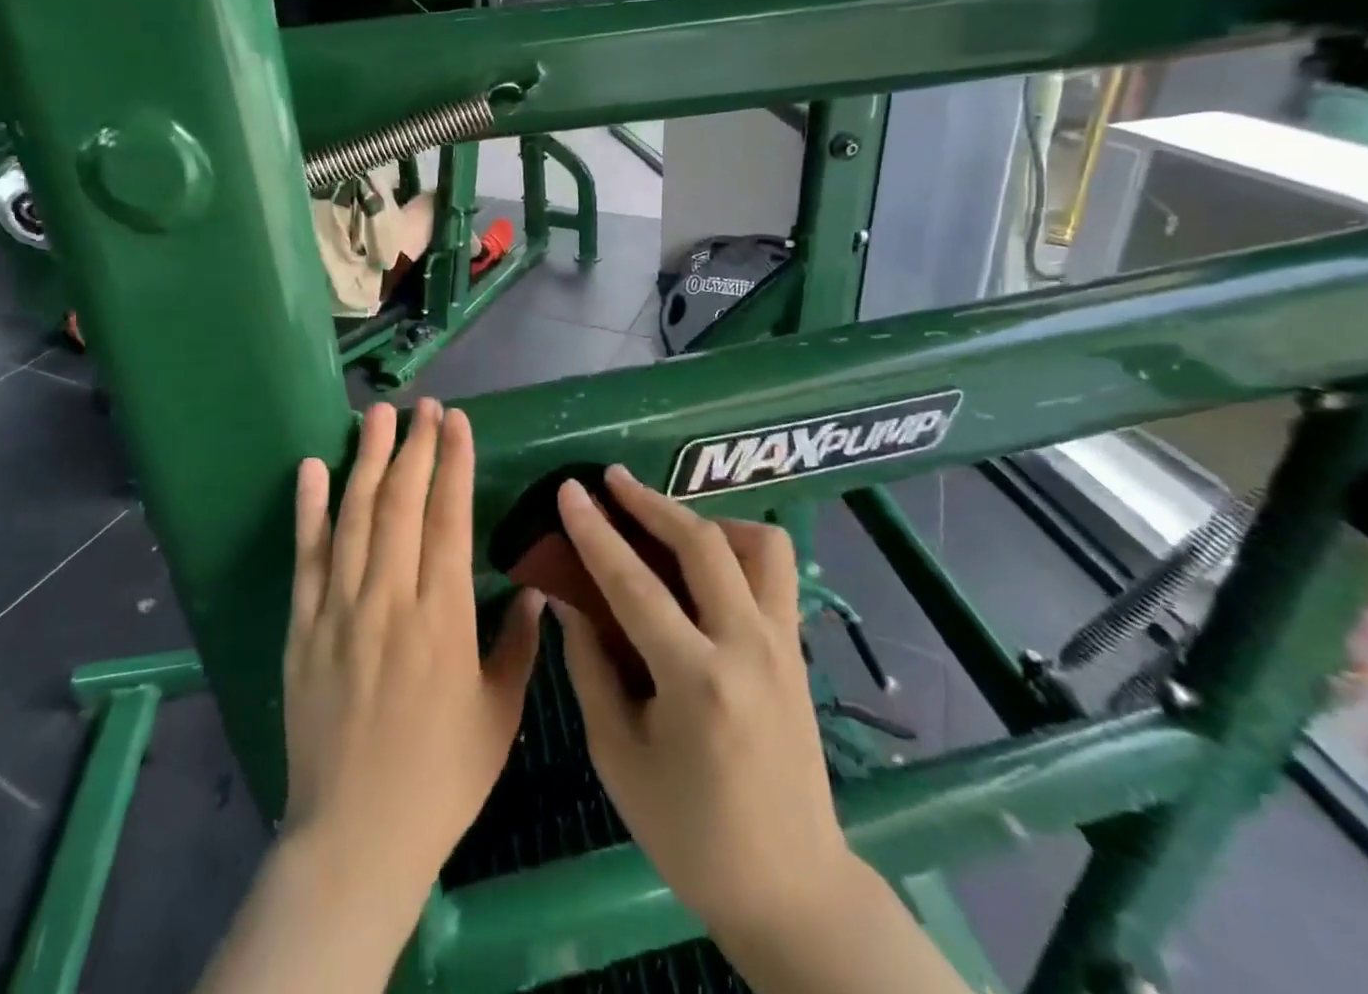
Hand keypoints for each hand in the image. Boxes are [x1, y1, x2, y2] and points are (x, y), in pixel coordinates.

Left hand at [284, 400, 541, 916]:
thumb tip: (535, 590)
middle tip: (422, 406)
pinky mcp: (303, 627)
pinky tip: (312, 469)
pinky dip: (308, 509)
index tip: (456, 421)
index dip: (452, 462)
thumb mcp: (499, 714)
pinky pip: (306, 557)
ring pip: (354, 516)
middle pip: (400, 503)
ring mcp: (339, 610)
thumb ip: (518, 645)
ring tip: (376, 415)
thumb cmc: (441, 777)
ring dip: (365, 459)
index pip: (448, 517)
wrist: (355, 836)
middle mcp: (389, 599)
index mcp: (443, 618)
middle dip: (413, 446)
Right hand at [554, 467, 842, 943]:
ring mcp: (783, 643)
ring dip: (707, 518)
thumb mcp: (619, 758)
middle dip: (650, 501)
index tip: (570, 489)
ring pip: (757, 543)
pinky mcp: (798, 648)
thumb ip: (591, 668)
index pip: (634, 583)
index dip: (595, 531)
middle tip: (611, 479)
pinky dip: (739, 547)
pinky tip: (707, 565)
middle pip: (701, 543)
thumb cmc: (691, 834)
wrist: (791, 887)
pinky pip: (775, 571)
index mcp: (696, 681)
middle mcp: (747, 647)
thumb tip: (569, 601)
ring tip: (668, 523)